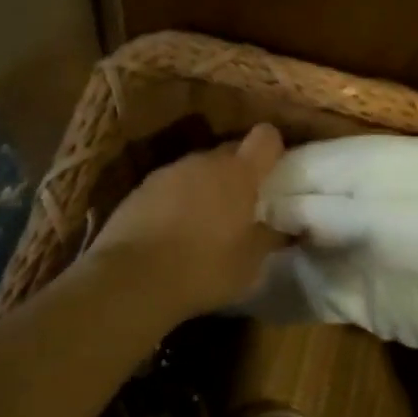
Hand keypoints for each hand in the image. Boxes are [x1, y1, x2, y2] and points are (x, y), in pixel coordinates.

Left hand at [87, 124, 286, 318]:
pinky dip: (178, 199)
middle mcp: (204, 162)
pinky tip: (174, 229)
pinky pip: (171, 185)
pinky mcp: (140, 188)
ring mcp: (169, 172)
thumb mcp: (250, 263)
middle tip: (244, 204)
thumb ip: (270, 237)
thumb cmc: (204, 268)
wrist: (131, 279)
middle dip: (240, 171)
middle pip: (231, 151)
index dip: (274, 150)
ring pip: (199, 169)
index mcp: (239, 173)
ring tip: (207, 220)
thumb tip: (286, 228)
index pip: (266, 137)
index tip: (276, 172)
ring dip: (207, 185)